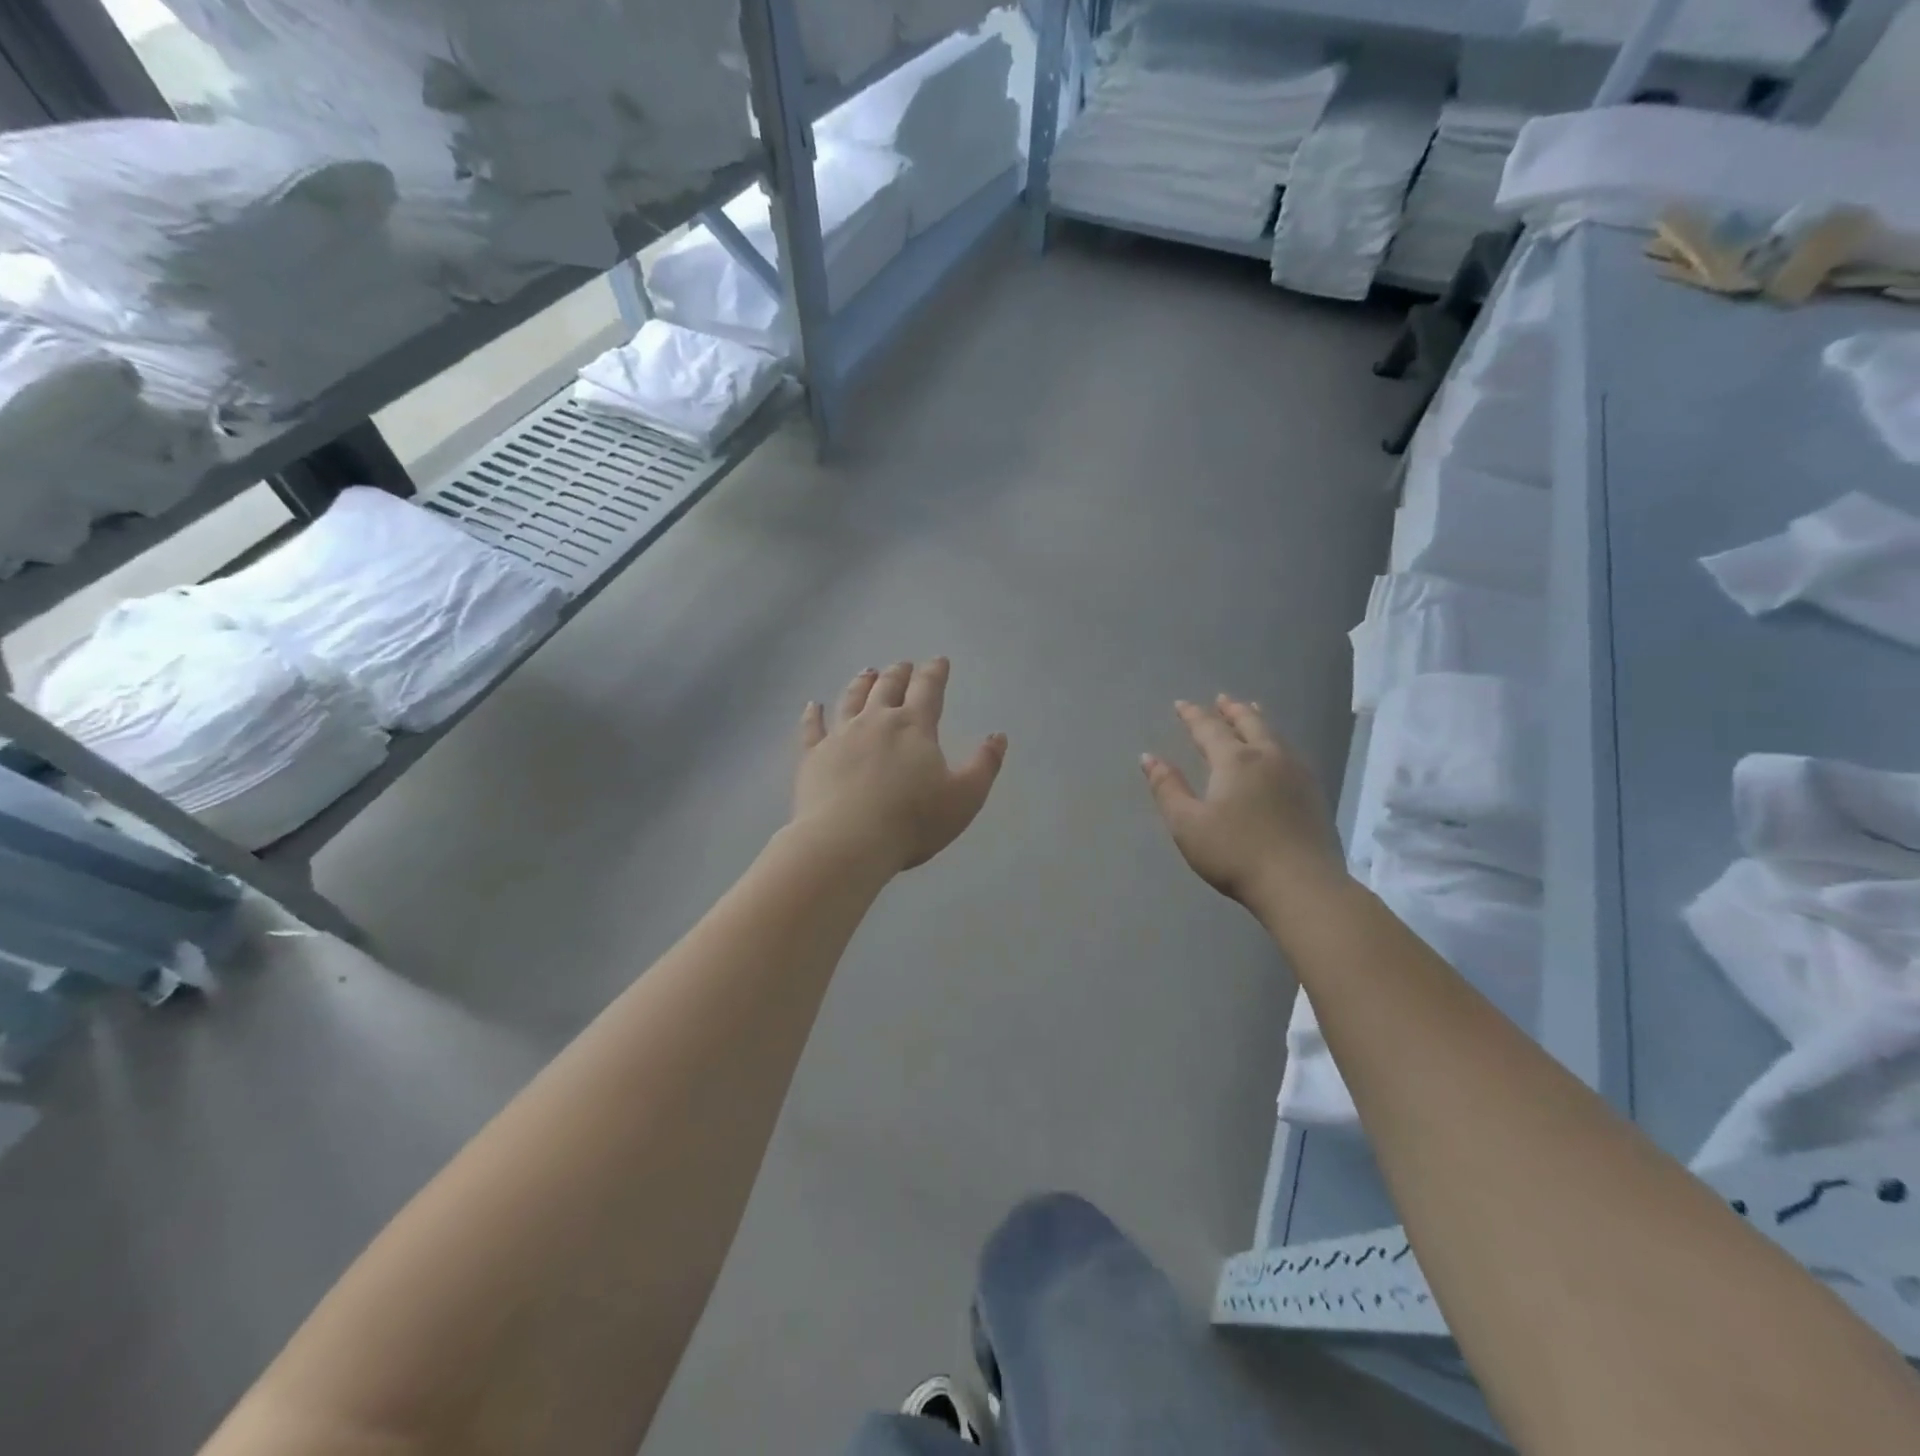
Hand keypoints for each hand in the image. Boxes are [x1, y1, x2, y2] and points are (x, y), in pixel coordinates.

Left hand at [793, 659, 1006, 874]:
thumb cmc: (912, 821)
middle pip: (888, 687)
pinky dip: (813, 715)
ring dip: (862, 683)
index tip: (938, 661)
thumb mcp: (964, 797)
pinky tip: (813, 706)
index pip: (928, 690)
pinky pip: (812, 728)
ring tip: (867, 672)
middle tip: (902, 665)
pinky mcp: (812, 756)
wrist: (847, 843)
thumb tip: (998, 736)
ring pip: (851, 699)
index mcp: (914, 727)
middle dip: (898, 674)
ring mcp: (840, 736)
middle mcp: (876, 721)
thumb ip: (984, 765)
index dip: (935, 673)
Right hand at [1142, 696, 1342, 908]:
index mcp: (1234, 760)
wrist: (1301, 884)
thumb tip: (1149, 757)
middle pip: (1249, 723)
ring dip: (1258, 720)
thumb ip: (1167, 788)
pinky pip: (1290, 752)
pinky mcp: (1313, 793)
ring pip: (1274, 735)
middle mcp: (1267, 757)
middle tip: (1222, 699)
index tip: (1181, 704)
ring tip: (1252, 711)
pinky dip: (1276, 741)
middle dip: (1232, 710)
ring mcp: (1296, 773)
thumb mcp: (1187, 824)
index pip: (1209, 728)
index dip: (1193, 715)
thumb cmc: (1235, 853)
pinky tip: (1278, 752)